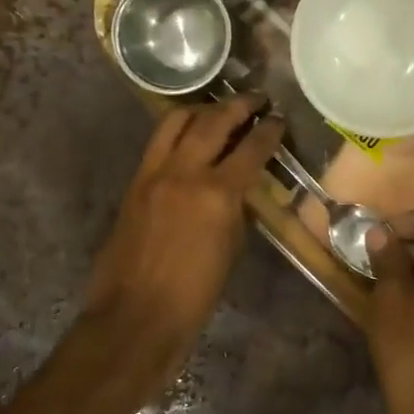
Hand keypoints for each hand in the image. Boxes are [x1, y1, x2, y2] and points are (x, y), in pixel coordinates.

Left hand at [82, 95, 285, 379]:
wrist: (136, 315)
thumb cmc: (194, 294)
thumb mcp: (231, 249)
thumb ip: (237, 209)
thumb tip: (243, 186)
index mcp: (217, 194)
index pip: (251, 147)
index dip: (269, 130)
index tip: (279, 119)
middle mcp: (184, 172)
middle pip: (213, 121)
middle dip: (238, 105)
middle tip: (255, 98)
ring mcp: (154, 173)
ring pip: (177, 121)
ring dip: (202, 109)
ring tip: (218, 108)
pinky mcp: (135, 182)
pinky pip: (157, 142)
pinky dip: (177, 129)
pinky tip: (189, 133)